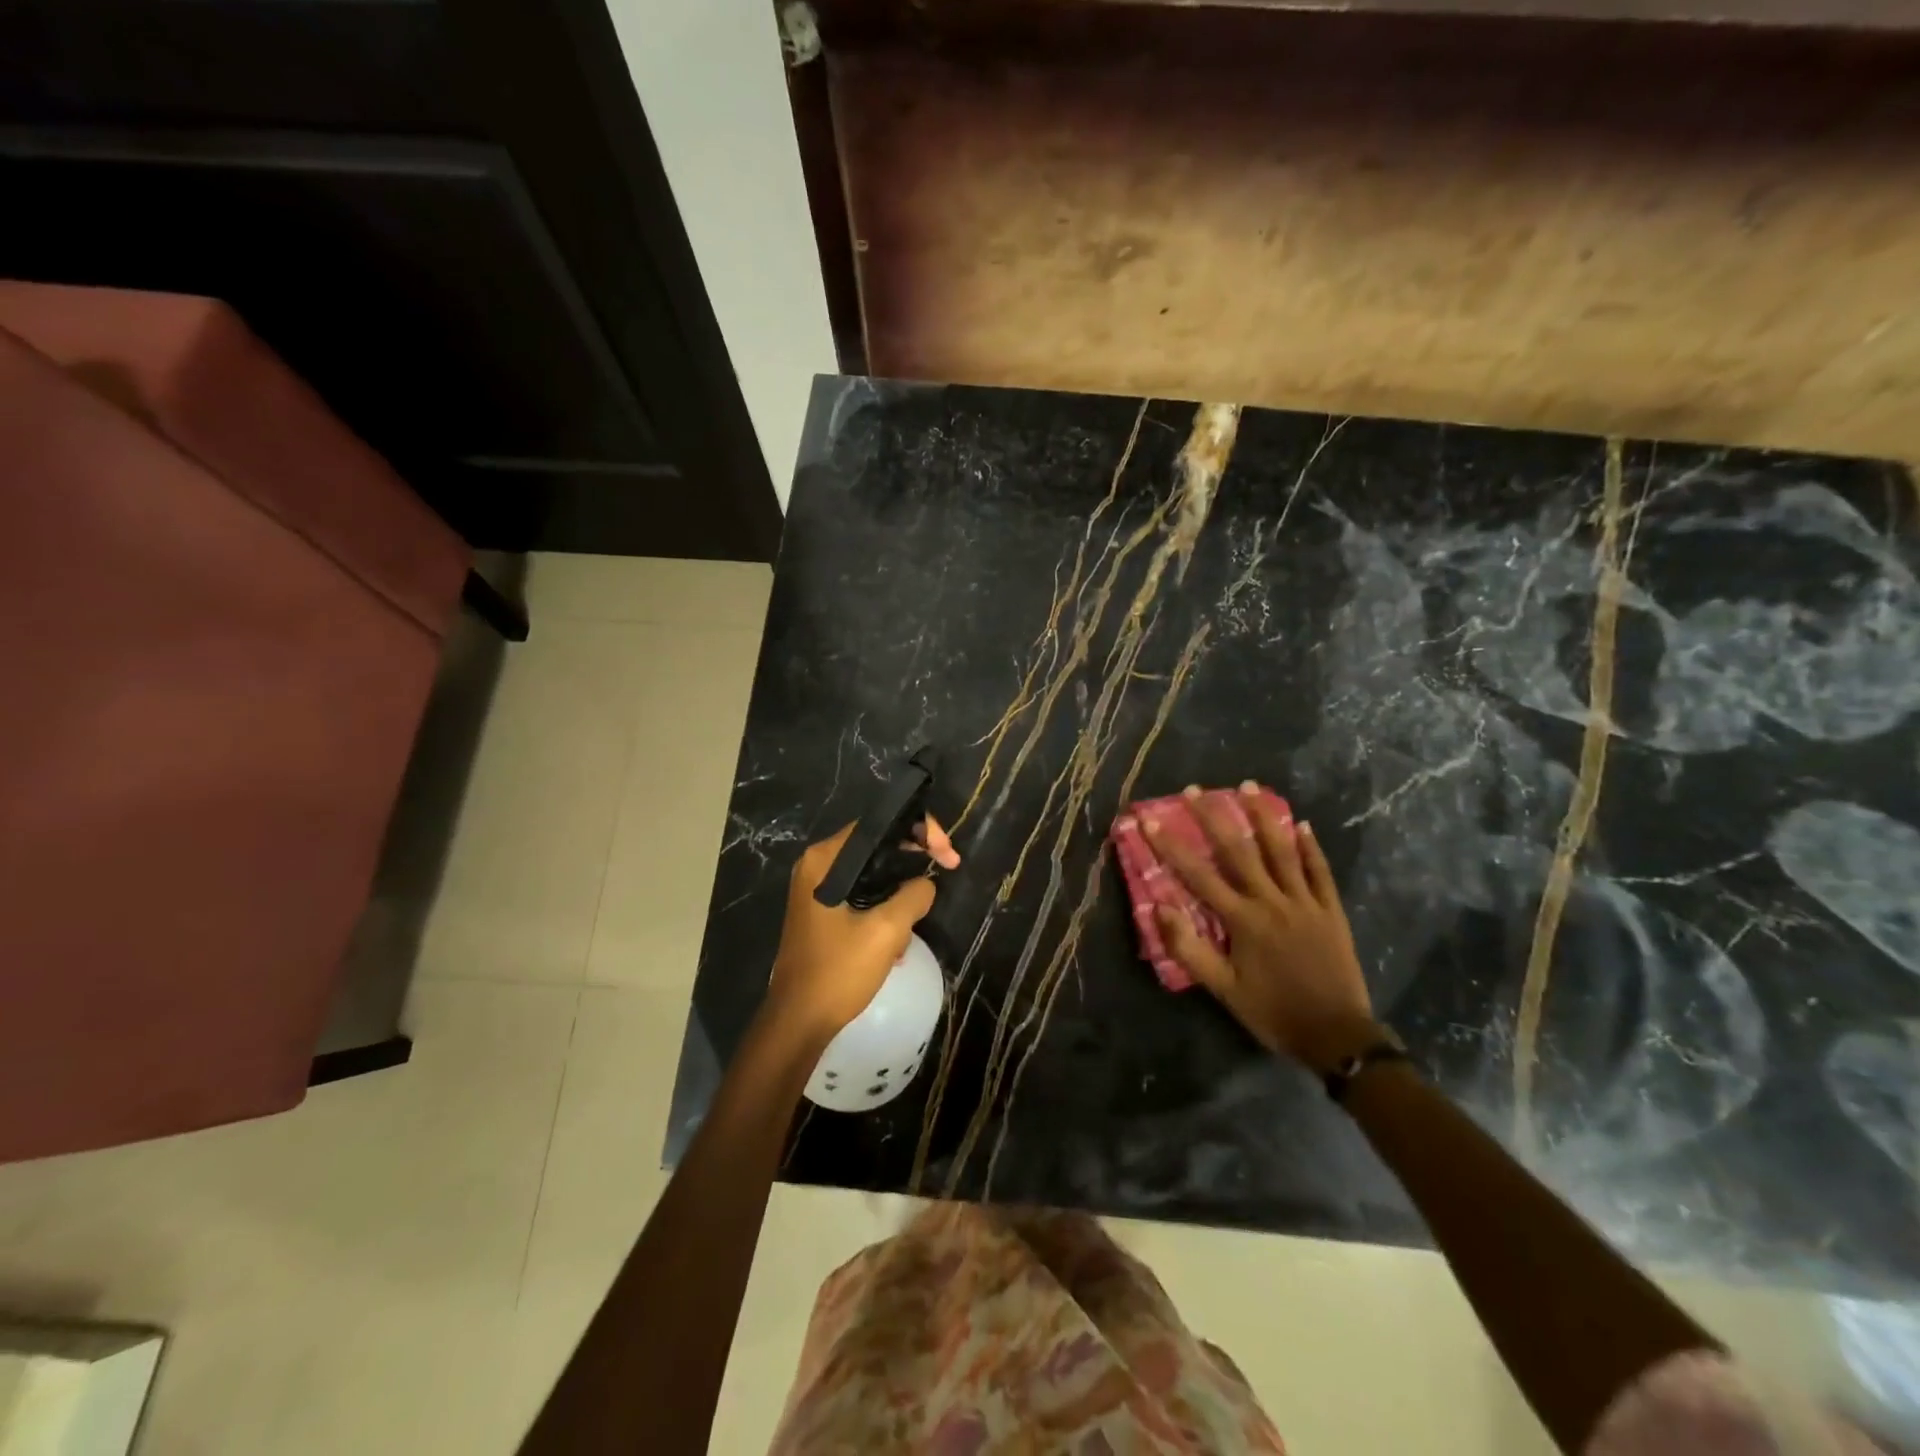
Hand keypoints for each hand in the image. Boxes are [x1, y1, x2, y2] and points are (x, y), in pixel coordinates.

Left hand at [762, 818, 958, 1042]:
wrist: (798, 1022)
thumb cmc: (838, 971)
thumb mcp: (886, 931)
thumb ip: (913, 895)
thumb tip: (925, 883)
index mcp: (825, 860)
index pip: (878, 824)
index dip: (918, 830)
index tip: (946, 853)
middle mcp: (817, 866)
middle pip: (877, 845)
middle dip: (914, 856)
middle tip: (949, 867)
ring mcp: (818, 890)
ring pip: (873, 872)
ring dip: (901, 888)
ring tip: (922, 911)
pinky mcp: (823, 912)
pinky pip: (863, 894)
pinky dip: (885, 906)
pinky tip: (898, 939)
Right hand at [1144, 784, 1376, 1072]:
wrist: (1337, 1037)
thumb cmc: (1273, 1012)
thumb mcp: (1224, 990)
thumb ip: (1190, 949)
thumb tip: (1159, 908)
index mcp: (1243, 920)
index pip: (1198, 875)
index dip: (1171, 846)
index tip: (1149, 820)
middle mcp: (1272, 901)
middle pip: (1239, 851)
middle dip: (1213, 817)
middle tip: (1195, 789)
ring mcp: (1306, 902)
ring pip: (1282, 850)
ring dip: (1263, 816)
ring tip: (1249, 787)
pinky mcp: (1331, 911)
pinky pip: (1320, 872)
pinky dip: (1310, 847)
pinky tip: (1302, 824)